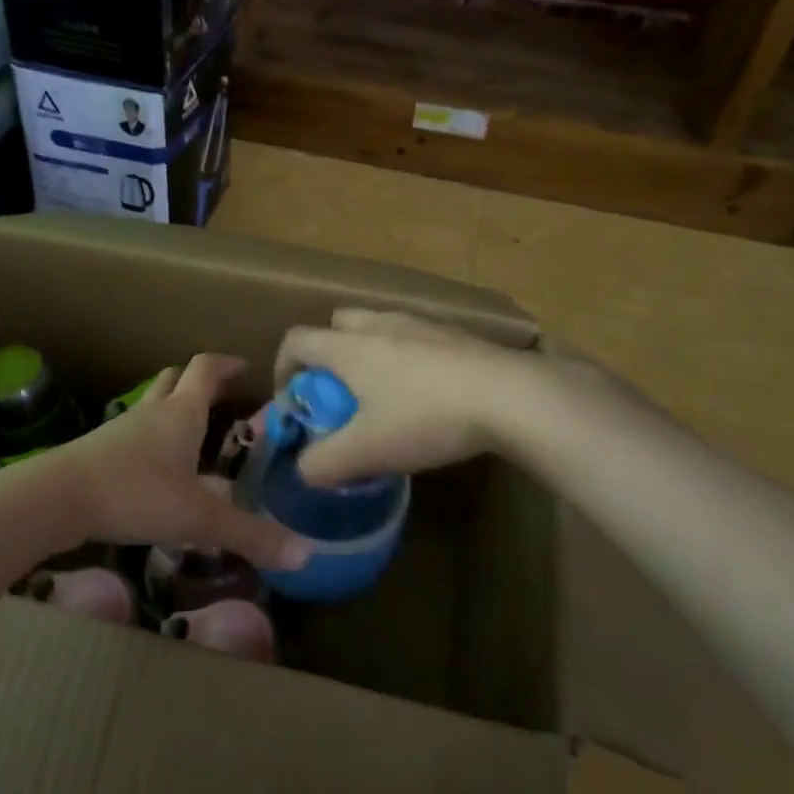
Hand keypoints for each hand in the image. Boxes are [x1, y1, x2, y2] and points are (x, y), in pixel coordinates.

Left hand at [51, 354, 311, 571]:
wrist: (57, 498)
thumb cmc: (135, 494)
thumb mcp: (198, 519)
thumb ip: (249, 536)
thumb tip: (305, 554)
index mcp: (181, 414)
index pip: (205, 370)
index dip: (226, 364)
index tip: (245, 367)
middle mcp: (152, 412)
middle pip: (174, 380)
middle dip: (197, 382)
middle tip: (220, 396)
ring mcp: (121, 429)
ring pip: (151, 405)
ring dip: (171, 409)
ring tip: (192, 433)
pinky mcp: (99, 451)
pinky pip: (133, 433)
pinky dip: (150, 439)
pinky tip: (156, 468)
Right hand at [273, 308, 554, 485]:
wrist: (510, 396)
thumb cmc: (425, 417)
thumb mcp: (365, 451)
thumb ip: (323, 463)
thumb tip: (303, 469)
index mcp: (348, 346)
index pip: (296, 340)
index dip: (283, 368)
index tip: (294, 401)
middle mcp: (378, 324)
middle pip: (336, 325)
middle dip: (328, 356)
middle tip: (339, 396)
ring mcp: (420, 324)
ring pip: (378, 329)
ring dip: (369, 356)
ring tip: (384, 398)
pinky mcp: (455, 334)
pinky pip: (414, 338)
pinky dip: (406, 359)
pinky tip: (428, 396)